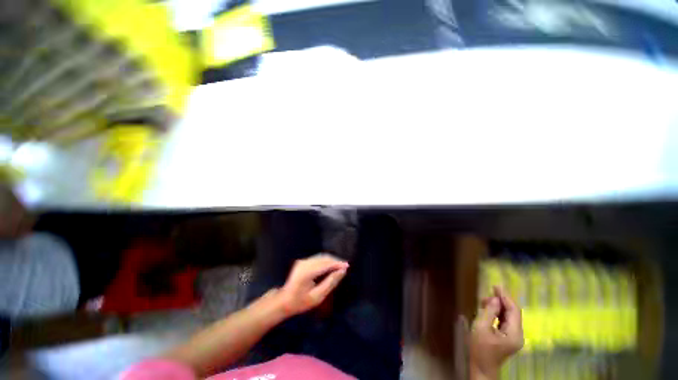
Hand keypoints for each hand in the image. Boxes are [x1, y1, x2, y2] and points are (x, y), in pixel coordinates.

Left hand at [278, 254, 348, 316]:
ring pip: (321, 257)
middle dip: (336, 261)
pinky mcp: (303, 261)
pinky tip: (331, 266)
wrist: (284, 300)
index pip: (326, 264)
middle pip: (324, 258)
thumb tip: (342, 271)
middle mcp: (304, 263)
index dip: (337, 264)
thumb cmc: (300, 302)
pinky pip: (318, 258)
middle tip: (345, 267)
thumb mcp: (317, 297)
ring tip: (340, 266)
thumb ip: (331, 282)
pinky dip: (326, 261)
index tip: (347, 266)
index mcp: (307, 272)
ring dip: (331, 260)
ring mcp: (303, 261)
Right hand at [470, 286, 523, 379]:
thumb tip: (495, 299)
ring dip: (497, 307)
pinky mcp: (508, 338)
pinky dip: (497, 314)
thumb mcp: (481, 327)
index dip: (505, 297)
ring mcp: (514, 337)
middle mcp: (518, 334)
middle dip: (500, 302)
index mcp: (514, 333)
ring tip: (483, 302)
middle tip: (485, 296)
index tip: (495, 286)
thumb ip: (489, 312)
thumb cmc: (480, 348)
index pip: (514, 310)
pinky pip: (505, 321)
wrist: (481, 368)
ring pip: (508, 316)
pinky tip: (487, 311)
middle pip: (512, 313)